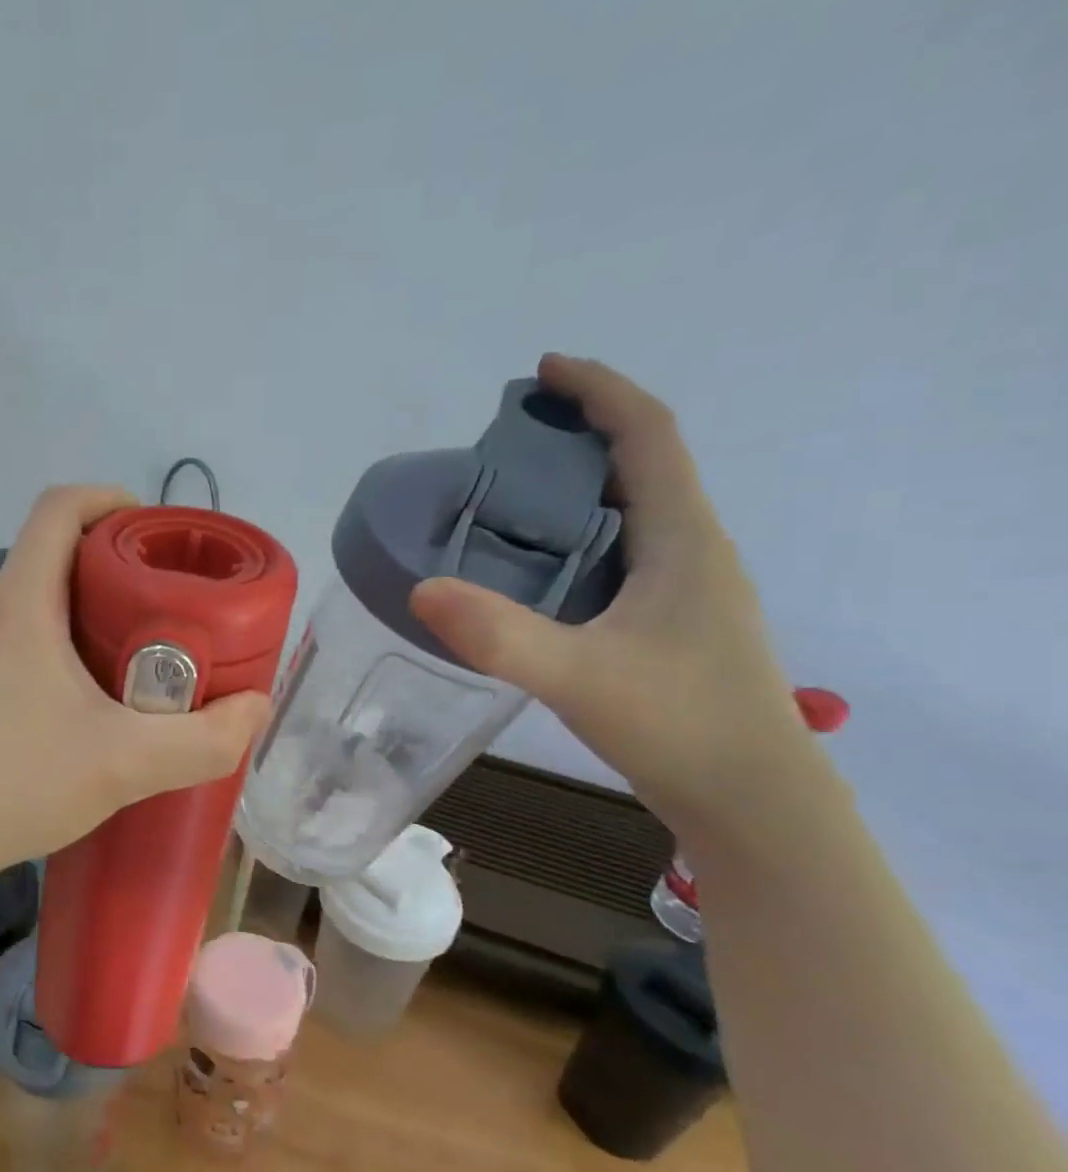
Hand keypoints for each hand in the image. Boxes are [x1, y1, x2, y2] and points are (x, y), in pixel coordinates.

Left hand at [0, 486, 270, 892]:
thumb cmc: (14, 783)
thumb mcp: (124, 765)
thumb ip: (203, 740)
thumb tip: (254, 709)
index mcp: (19, 603)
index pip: (58, 508)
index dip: (108, 499)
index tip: (151, 530)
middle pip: (48, 555)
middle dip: (109, 568)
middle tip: (159, 610)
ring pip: (28, 601)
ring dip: (78, 612)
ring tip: (124, 660)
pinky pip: (6, 637)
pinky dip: (47, 645)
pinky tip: (70, 704)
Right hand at [409, 354, 806, 829]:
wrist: (751, 801)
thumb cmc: (679, 726)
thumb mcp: (579, 677)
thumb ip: (499, 635)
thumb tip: (420, 588)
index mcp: (682, 540)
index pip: (647, 436)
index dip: (600, 390)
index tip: (544, 369)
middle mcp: (691, 552)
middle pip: (641, 465)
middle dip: (580, 434)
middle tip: (506, 441)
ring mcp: (685, 591)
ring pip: (632, 513)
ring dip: (579, 488)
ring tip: (509, 498)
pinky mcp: (670, 624)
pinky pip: (622, 555)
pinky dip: (578, 539)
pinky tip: (536, 571)